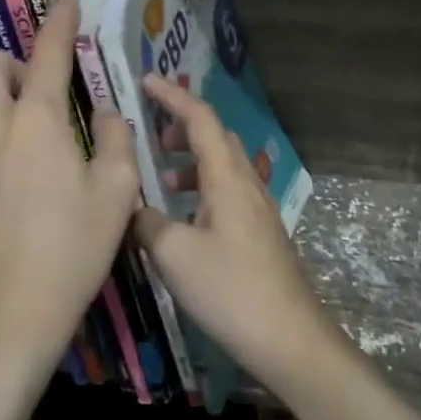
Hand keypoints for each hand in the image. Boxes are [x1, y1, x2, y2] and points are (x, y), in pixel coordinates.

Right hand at [131, 73, 332, 383]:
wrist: (288, 338)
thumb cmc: (230, 289)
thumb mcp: (174, 254)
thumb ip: (146, 222)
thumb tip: (133, 209)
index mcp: (227, 179)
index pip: (201, 119)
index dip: (174, 96)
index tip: (146, 81)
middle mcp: (247, 185)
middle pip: (216, 138)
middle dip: (183, 127)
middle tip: (151, 133)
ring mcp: (258, 211)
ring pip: (223, 167)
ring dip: (192, 161)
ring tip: (161, 179)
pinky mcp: (260, 235)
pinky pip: (228, 193)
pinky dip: (202, 189)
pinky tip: (184, 219)